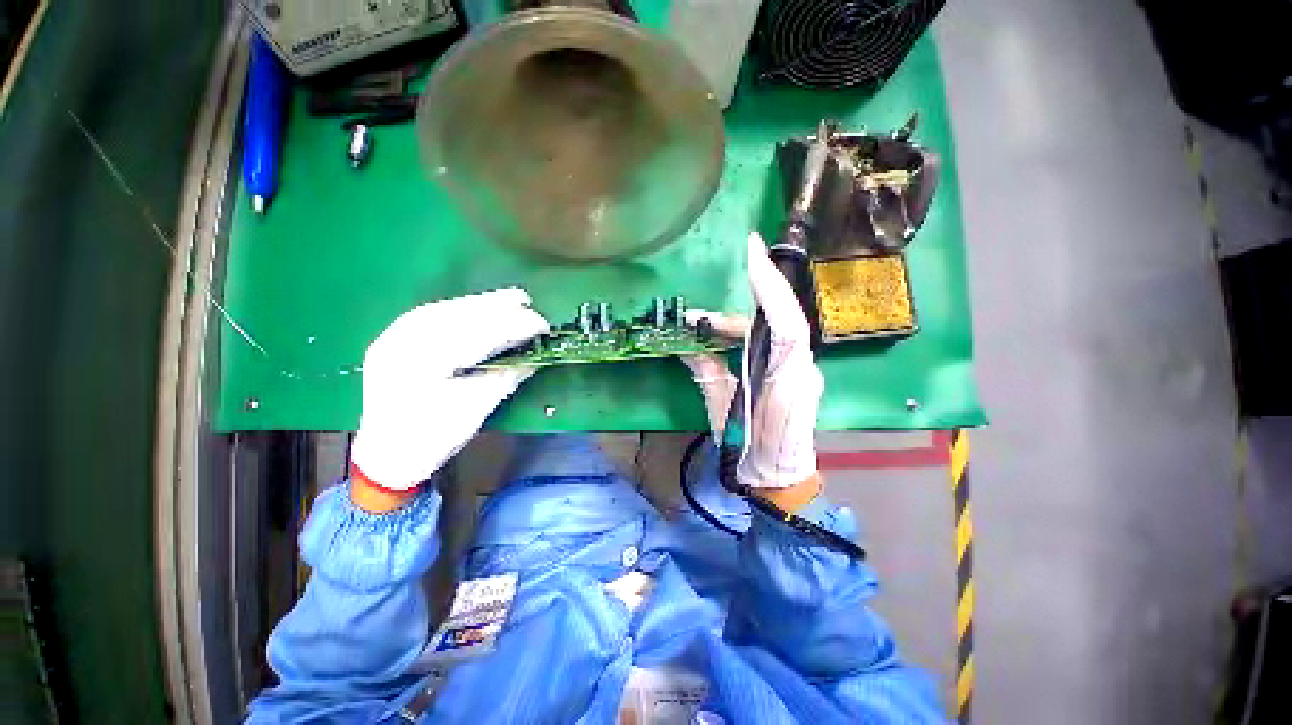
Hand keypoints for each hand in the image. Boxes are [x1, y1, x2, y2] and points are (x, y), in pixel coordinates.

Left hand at [350, 289, 548, 490]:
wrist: (385, 454)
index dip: (512, 326)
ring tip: (511, 299)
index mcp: (424, 364)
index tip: (542, 324)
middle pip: (458, 315)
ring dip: (481, 303)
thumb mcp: (476, 410)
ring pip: (445, 309)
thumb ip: (506, 378)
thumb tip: (535, 356)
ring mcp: (394, 336)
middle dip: (497, 307)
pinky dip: (462, 309)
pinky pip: (433, 315)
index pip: (478, 335)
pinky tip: (480, 307)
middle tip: (528, 302)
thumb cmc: (433, 438)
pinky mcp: (394, 337)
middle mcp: (403, 342)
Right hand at [684, 233, 823, 490]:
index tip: (752, 252)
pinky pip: (770, 341)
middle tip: (702, 310)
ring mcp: (802, 369)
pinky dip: (743, 335)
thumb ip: (708, 376)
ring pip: (771, 329)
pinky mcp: (794, 372)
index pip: (787, 324)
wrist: (778, 480)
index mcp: (788, 380)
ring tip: (700, 327)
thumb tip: (689, 348)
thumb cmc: (751, 453)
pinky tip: (719, 337)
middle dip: (743, 302)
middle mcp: (803, 368)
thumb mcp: (722, 413)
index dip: (770, 287)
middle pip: (778, 318)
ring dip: (735, 325)